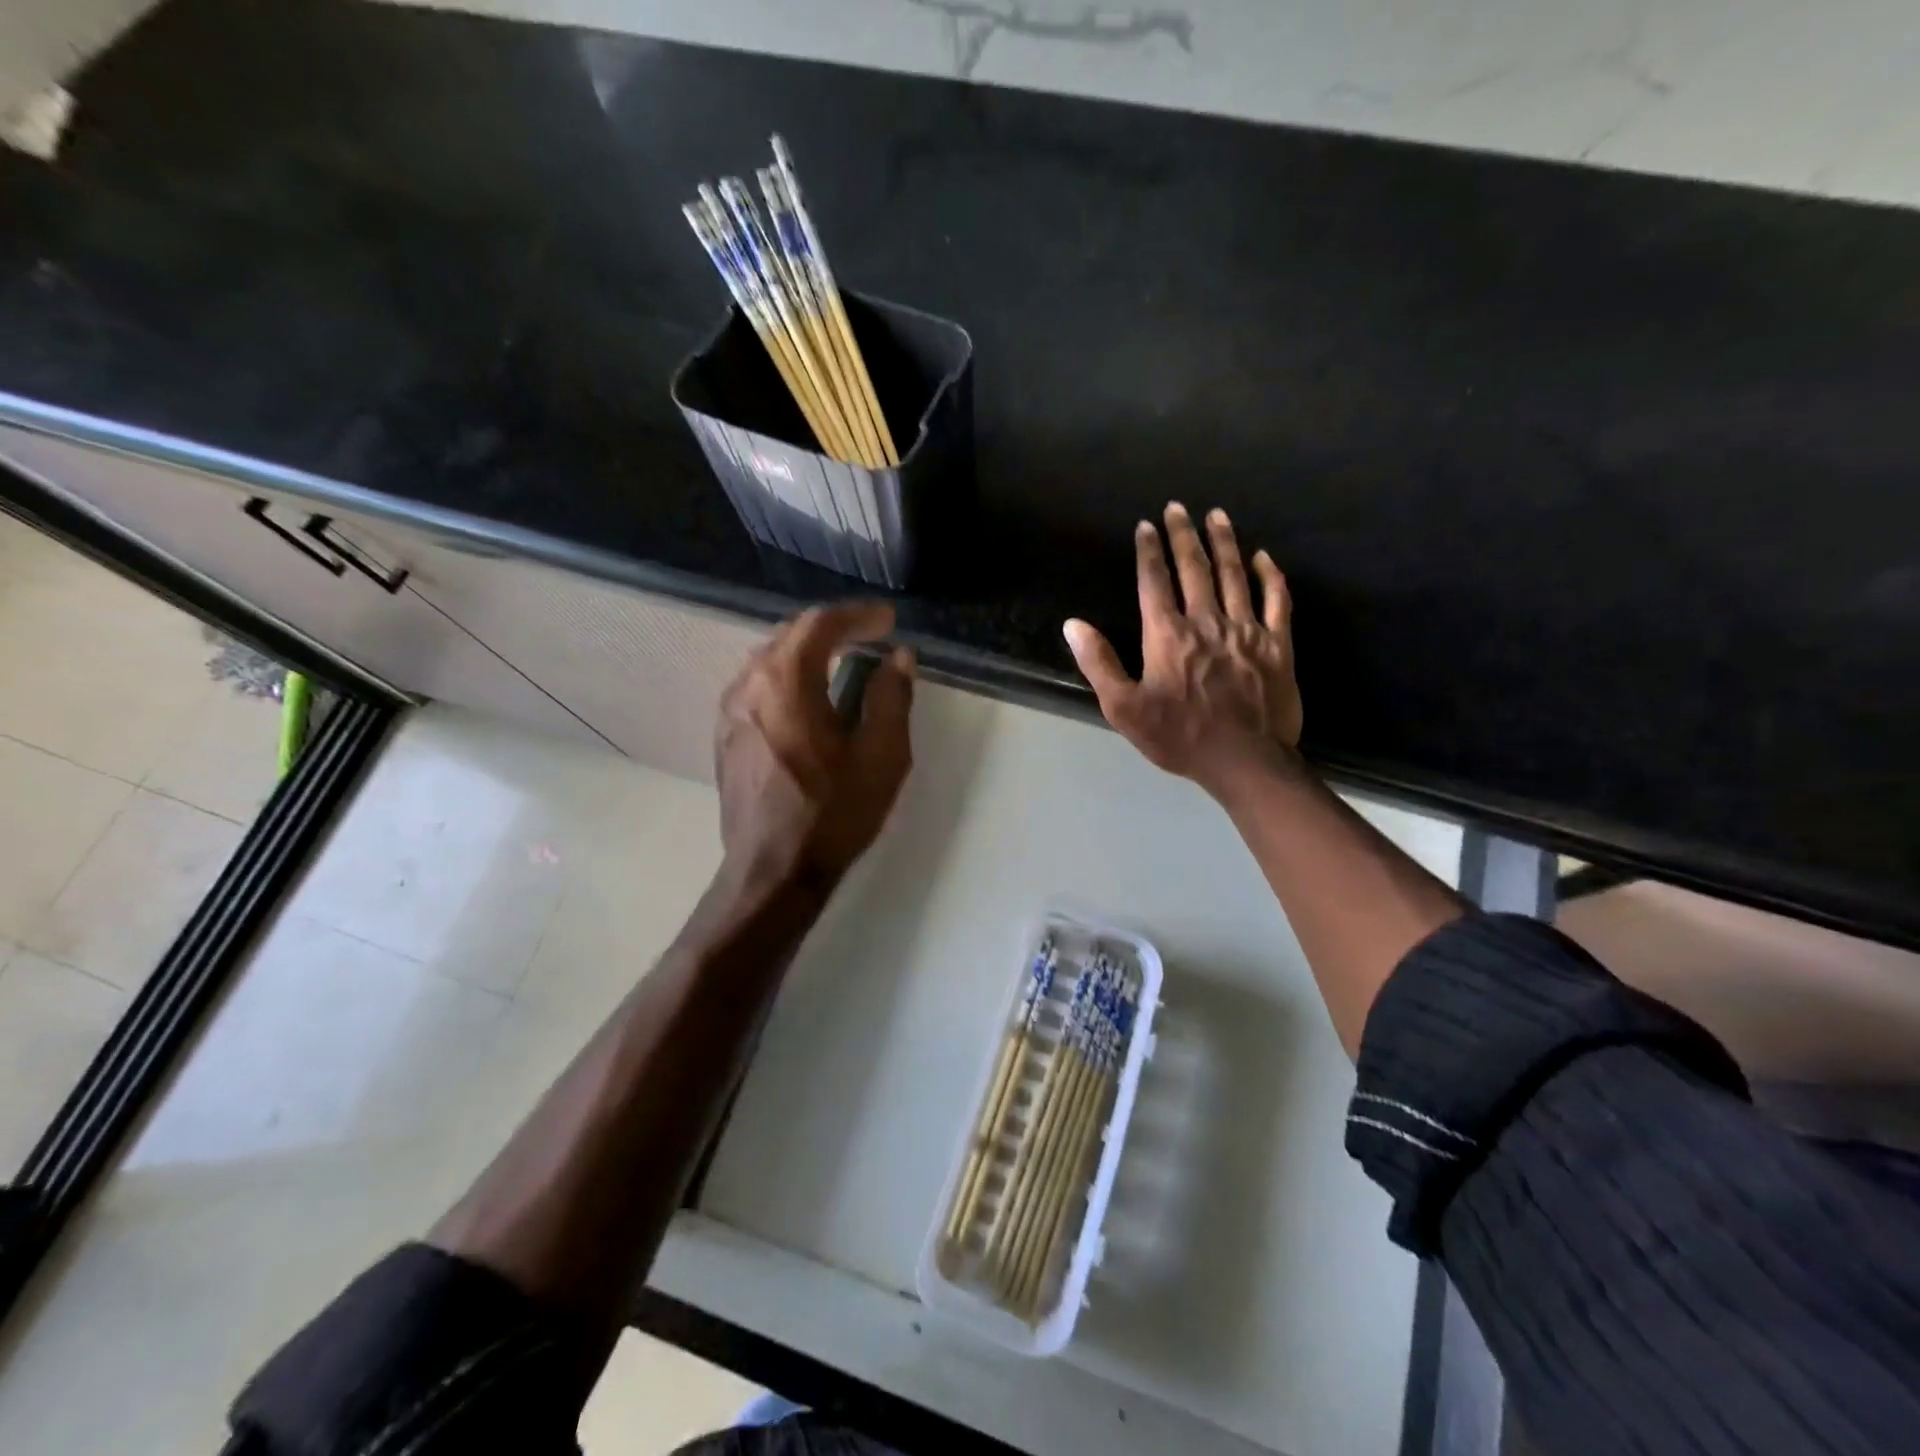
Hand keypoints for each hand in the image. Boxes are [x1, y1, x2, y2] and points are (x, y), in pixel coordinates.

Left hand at [715, 602, 914, 891]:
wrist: (773, 872)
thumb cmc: (833, 813)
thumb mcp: (881, 756)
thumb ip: (891, 698)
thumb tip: (898, 658)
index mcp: (785, 681)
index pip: (820, 624)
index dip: (858, 616)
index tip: (888, 621)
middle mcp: (748, 684)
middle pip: (789, 635)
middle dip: (832, 629)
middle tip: (869, 636)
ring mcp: (729, 711)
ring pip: (769, 660)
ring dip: (807, 652)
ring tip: (842, 661)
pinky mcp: (725, 737)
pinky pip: (757, 686)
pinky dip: (788, 677)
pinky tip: (809, 699)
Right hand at [1064, 502, 1301, 794]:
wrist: (1243, 760)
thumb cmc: (1178, 737)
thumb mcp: (1124, 708)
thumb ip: (1099, 663)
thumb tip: (1074, 625)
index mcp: (1167, 635)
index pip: (1154, 582)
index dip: (1149, 551)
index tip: (1146, 526)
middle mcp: (1206, 621)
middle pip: (1194, 568)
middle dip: (1183, 535)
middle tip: (1178, 507)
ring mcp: (1246, 630)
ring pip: (1234, 575)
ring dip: (1224, 542)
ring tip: (1217, 516)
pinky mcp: (1277, 645)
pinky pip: (1276, 600)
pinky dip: (1270, 576)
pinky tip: (1263, 557)